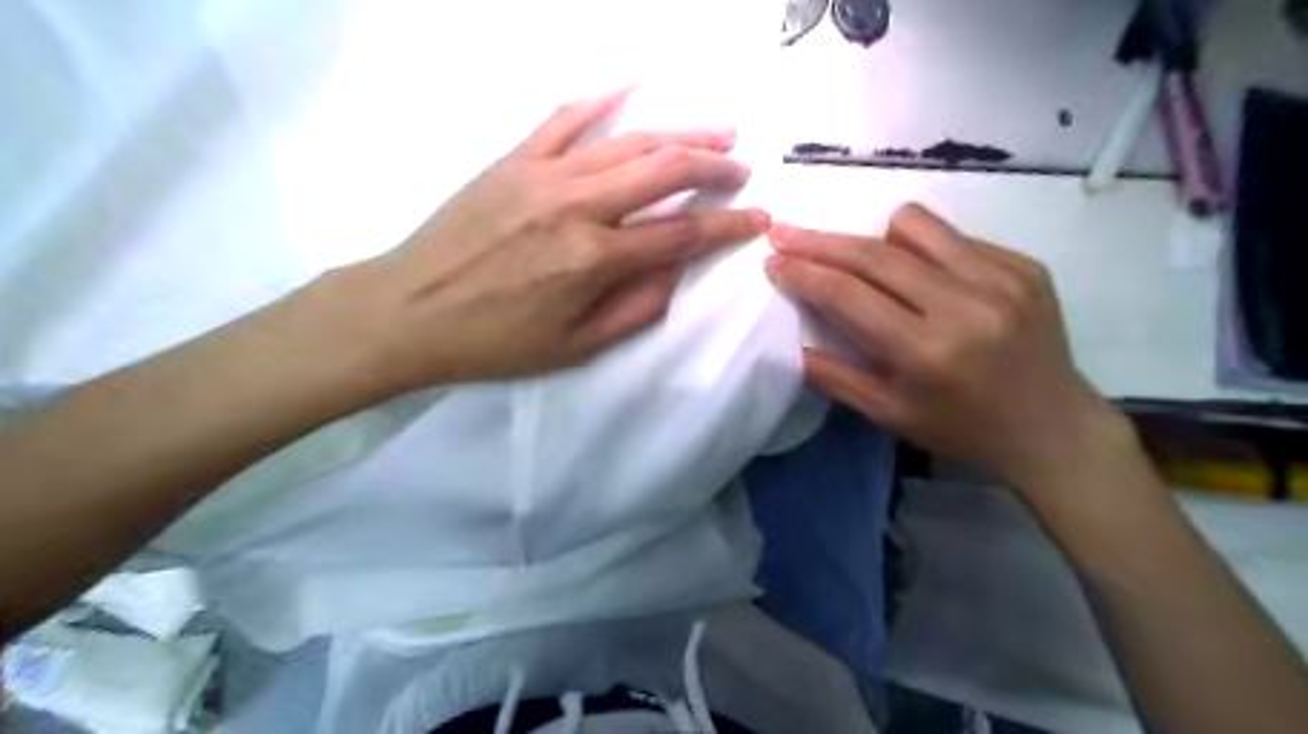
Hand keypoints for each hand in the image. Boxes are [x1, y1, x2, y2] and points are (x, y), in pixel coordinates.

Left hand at [323, 90, 767, 390]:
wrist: (410, 311)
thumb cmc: (496, 342)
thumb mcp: (576, 347)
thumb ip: (637, 308)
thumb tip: (678, 270)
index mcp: (595, 260)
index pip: (683, 235)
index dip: (729, 226)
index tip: (760, 219)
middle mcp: (577, 206)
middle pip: (665, 170)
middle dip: (714, 167)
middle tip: (741, 168)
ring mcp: (543, 174)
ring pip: (627, 140)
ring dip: (678, 134)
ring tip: (715, 133)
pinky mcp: (514, 160)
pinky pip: (564, 117)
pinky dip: (601, 98)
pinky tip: (631, 85)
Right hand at [769, 203, 1130, 494]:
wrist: (1052, 428)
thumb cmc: (961, 429)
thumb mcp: (889, 415)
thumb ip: (834, 377)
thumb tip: (788, 344)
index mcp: (927, 352)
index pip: (848, 295)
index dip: (804, 273)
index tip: (773, 259)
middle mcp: (965, 305)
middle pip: (873, 254)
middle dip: (820, 242)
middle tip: (786, 233)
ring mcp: (1001, 279)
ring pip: (914, 226)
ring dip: (874, 239)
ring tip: (865, 262)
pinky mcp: (1025, 266)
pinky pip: (955, 237)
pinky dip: (924, 251)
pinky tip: (925, 279)